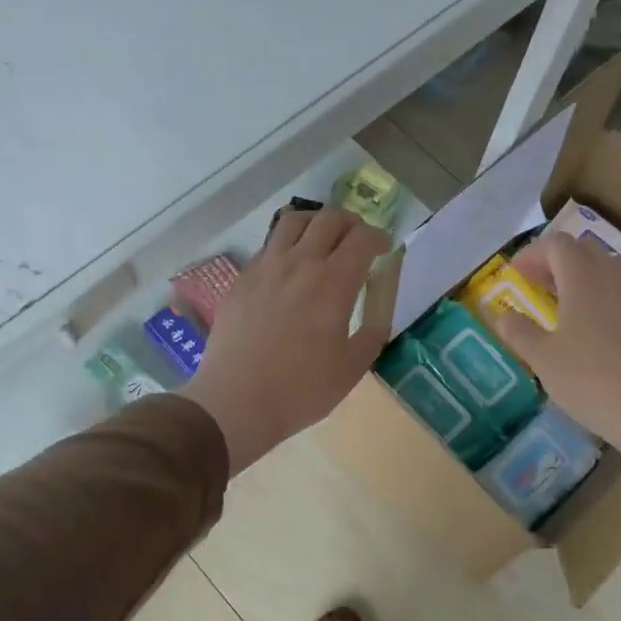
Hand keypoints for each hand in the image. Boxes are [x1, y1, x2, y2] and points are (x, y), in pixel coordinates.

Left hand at [181, 208, 391, 474]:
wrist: (236, 401)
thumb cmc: (300, 390)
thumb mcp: (351, 369)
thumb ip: (372, 334)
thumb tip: (378, 314)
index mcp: (333, 283)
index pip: (362, 238)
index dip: (379, 237)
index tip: (384, 248)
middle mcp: (300, 263)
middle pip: (329, 219)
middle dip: (351, 222)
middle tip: (357, 240)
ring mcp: (266, 267)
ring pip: (293, 221)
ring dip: (316, 222)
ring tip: (322, 239)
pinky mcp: (242, 279)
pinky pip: (269, 245)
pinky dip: (287, 244)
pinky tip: (289, 267)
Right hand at [491, 231, 620, 488]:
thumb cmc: (590, 381)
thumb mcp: (543, 359)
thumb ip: (518, 331)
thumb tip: (501, 314)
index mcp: (584, 280)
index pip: (558, 245)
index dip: (533, 254)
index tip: (516, 275)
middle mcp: (614, 278)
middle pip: (584, 249)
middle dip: (556, 260)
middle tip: (537, 284)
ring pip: (608, 266)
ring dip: (582, 274)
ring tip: (564, 301)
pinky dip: (602, 292)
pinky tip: (592, 325)